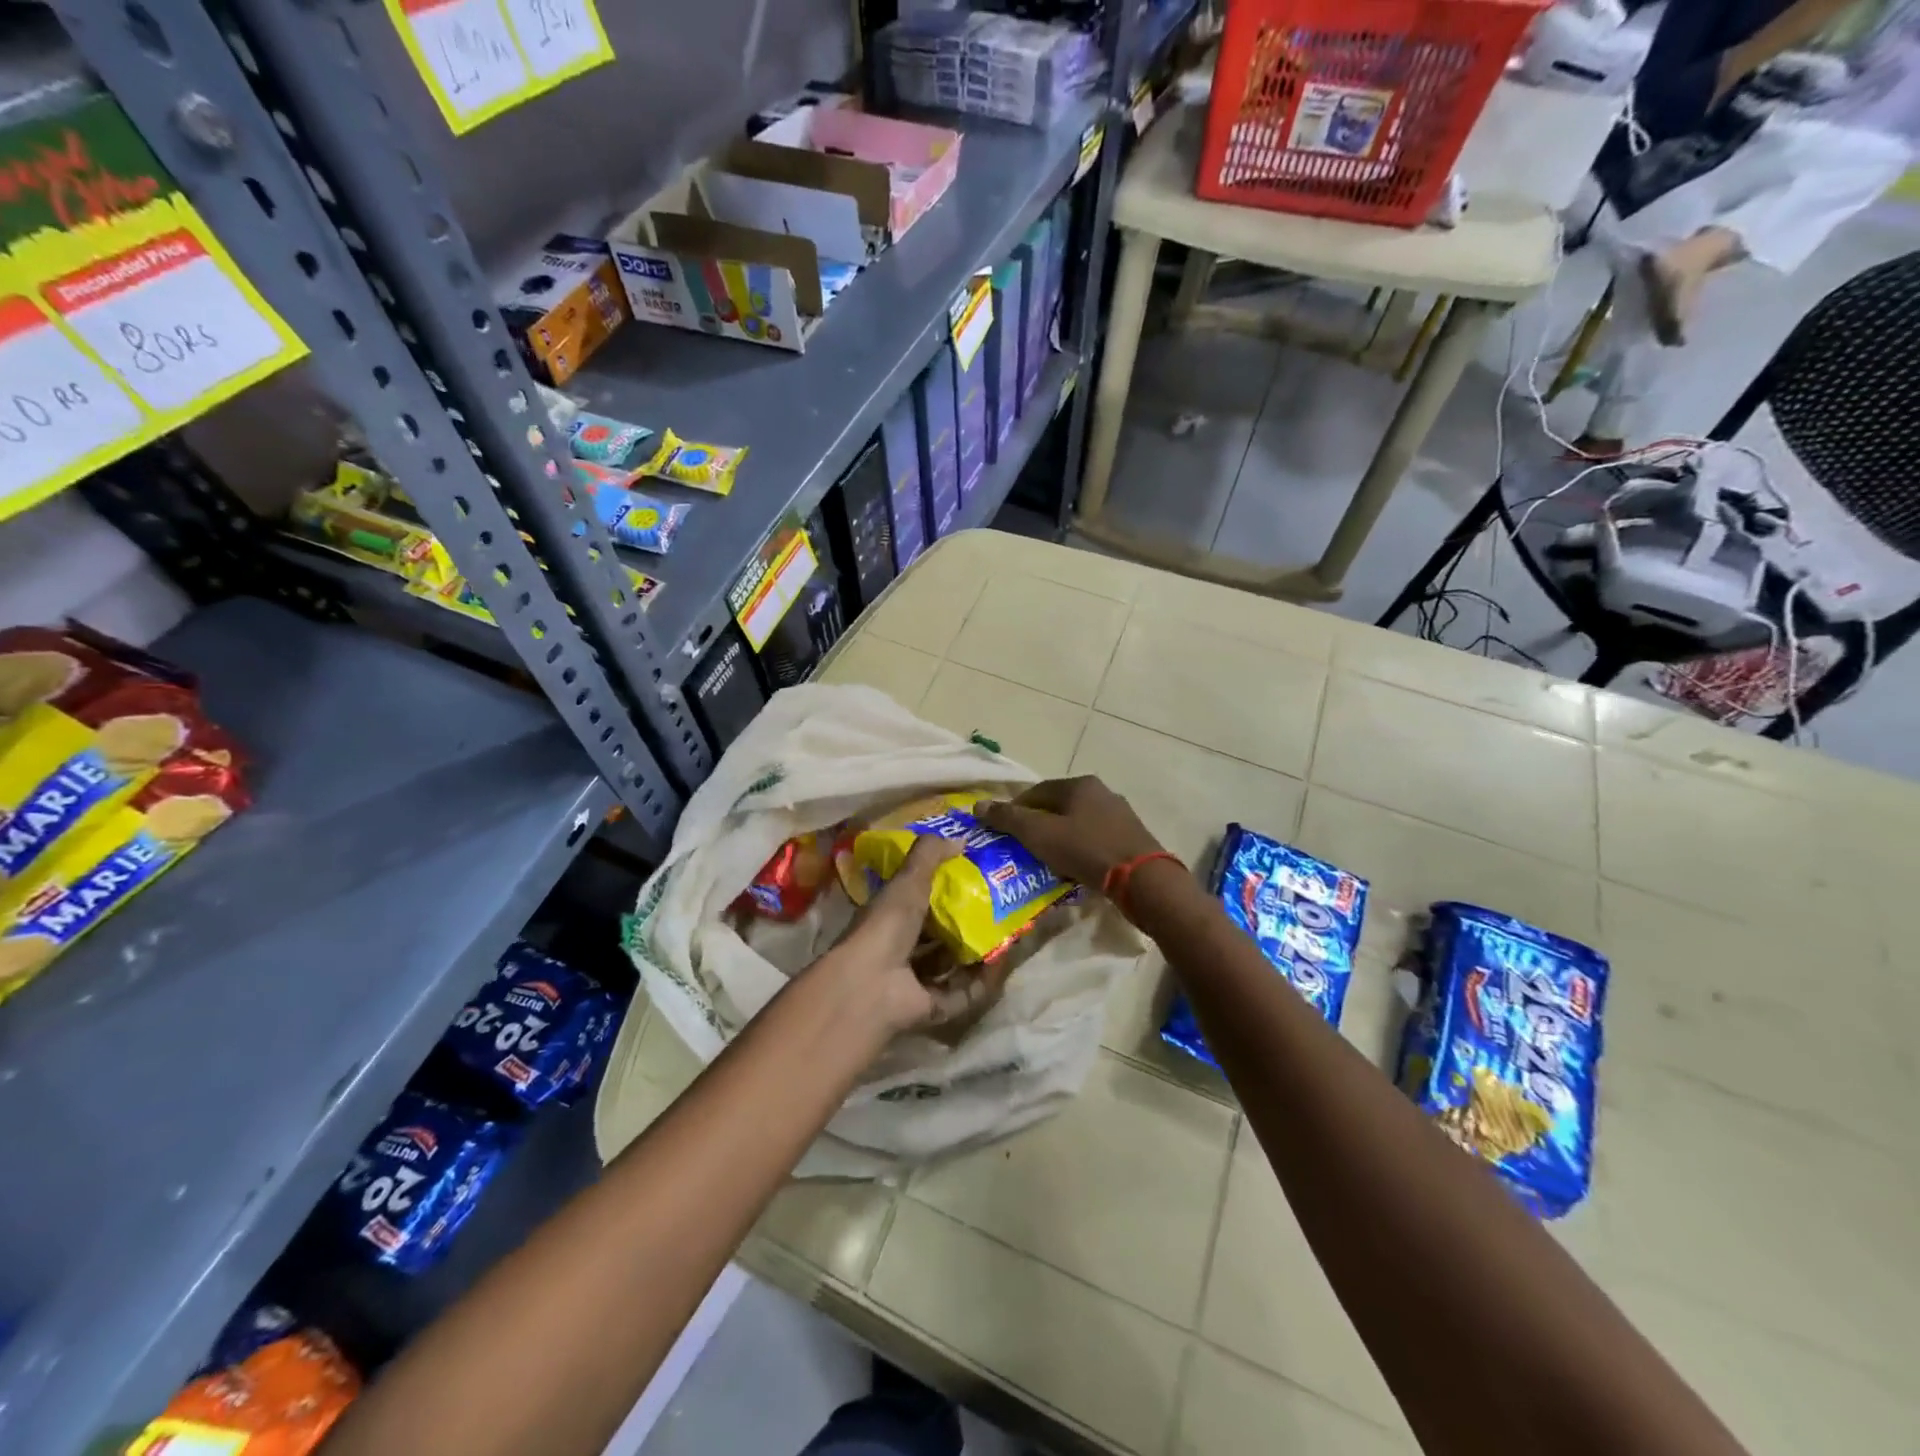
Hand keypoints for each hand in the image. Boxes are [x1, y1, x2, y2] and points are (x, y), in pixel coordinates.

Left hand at [817, 837, 1013, 1038]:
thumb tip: (961, 837)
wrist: (871, 983)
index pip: (918, 902)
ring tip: (1007, 936)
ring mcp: (914, 982)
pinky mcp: (931, 1008)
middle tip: (998, 910)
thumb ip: (930, 854)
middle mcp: (900, 949)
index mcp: (890, 918)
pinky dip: (982, 983)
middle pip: (937, 937)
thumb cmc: (886, 925)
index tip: (974, 880)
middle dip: (964, 925)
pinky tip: (1002, 964)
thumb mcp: (908, 880)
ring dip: (976, 954)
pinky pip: (963, 994)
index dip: (943, 892)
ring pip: (951, 967)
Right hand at [979, 776, 1163, 889]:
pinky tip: (1073, 869)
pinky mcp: (1131, 839)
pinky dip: (1079, 851)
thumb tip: (978, 806)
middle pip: (1059, 807)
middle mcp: (1102, 793)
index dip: (1016, 809)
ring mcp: (1120, 815)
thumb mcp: (1039, 834)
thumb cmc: (1086, 850)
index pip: (1037, 791)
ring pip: (1078, 824)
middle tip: (1023, 848)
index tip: (1003, 830)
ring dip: (1059, 839)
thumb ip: (1008, 819)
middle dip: (1038, 826)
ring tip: (1045, 861)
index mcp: (1080, 785)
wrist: (1142, 880)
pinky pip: (1095, 840)